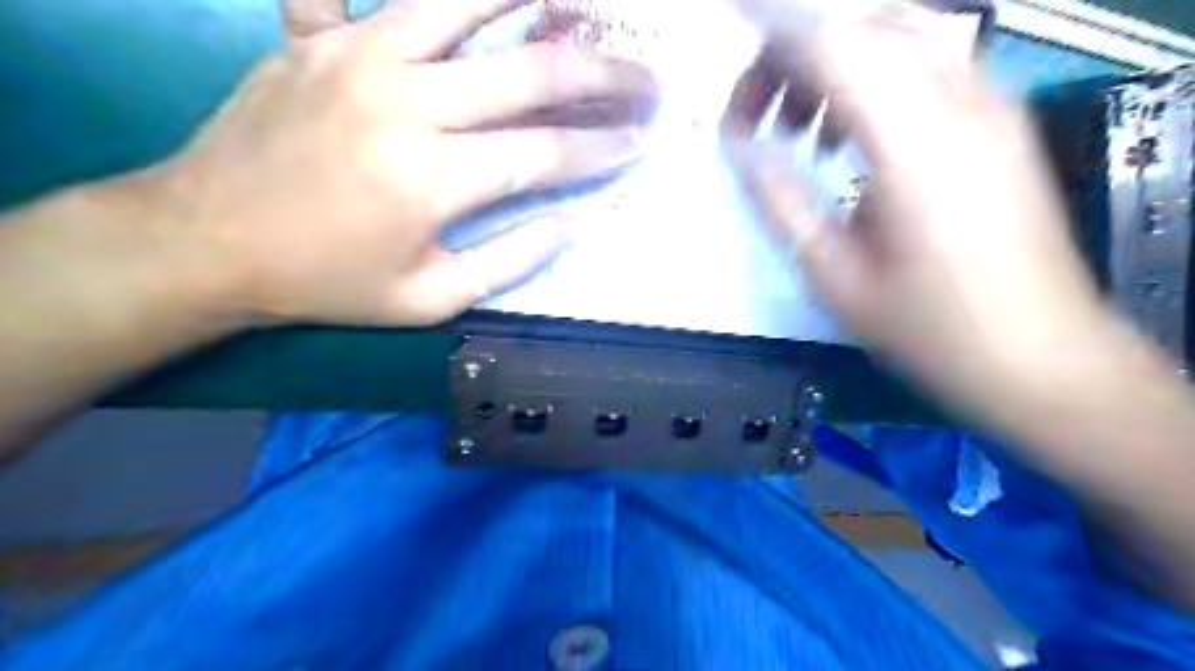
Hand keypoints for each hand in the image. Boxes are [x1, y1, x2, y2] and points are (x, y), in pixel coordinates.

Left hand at [145, 0, 656, 327]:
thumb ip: (507, 262)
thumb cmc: (327, 281)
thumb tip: (568, 223)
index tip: (641, 140)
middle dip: (603, 77)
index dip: (601, 147)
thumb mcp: (427, 300)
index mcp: (430, 179)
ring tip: (580, 0)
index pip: (543, 153)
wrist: (208, 239)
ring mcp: (357, 54)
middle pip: (528, 73)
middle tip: (646, 80)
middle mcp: (404, 103)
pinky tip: (475, 0)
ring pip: (464, 3)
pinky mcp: (320, 35)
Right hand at [728, 6, 1120, 421]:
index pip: (833, 45)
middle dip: (795, 54)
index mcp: (914, 145)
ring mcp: (989, 106)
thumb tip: (739, 145)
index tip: (728, 26)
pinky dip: (869, 80)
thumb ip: (781, 201)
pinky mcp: (998, 122)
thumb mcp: (835, 277)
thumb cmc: (930, 330)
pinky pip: (925, 64)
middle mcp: (960, 104)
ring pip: (898, 36)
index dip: (774, 29)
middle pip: (864, 26)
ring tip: (794, 128)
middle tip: (754, 112)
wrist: (1040, 357)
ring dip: (832, 66)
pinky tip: (844, 138)